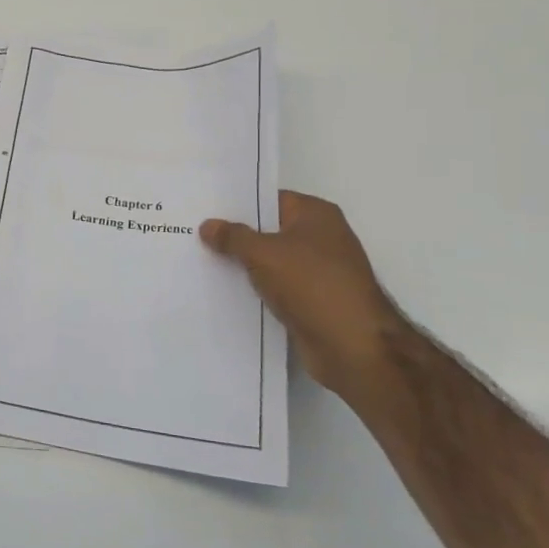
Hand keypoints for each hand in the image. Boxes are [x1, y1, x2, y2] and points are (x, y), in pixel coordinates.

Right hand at [200, 191, 406, 398]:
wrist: (353, 347)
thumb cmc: (312, 285)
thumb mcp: (263, 254)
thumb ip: (233, 237)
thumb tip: (208, 225)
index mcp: (316, 215)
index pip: (270, 200)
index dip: (238, 205)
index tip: (204, 210)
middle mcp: (321, 238)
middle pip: (269, 231)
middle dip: (236, 236)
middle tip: (195, 236)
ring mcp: (319, 272)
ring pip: (271, 262)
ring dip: (244, 266)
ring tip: (202, 263)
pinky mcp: (314, 302)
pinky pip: (277, 288)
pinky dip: (256, 290)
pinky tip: (225, 292)